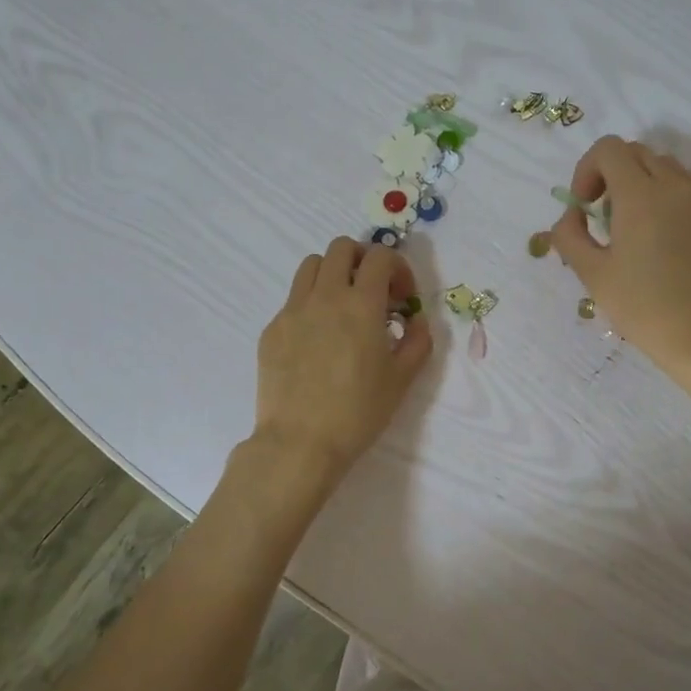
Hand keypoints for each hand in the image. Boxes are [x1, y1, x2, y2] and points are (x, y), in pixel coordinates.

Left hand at [252, 236, 431, 486]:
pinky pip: (293, 299)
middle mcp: (325, 296)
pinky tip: (318, 340)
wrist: (301, 442)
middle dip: (363, 260)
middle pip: (341, 248)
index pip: (380, 256)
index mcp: (361, 304)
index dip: (398, 268)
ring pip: (311, 265)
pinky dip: (311, 304)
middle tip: (373, 291)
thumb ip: (418, 340)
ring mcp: (293, 310)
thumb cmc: (358, 412)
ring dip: (333, 274)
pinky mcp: (272, 329)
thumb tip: (414, 320)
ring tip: (343, 306)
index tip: (403, 298)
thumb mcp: (403, 379)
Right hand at [547, 136, 690, 385]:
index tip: (585, 206)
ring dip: (641, 182)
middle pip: (636, 153)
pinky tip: (663, 236)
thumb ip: (569, 235)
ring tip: (634, 227)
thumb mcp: (592, 274)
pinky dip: (668, 195)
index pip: (608, 149)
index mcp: (641, 195)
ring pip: (665, 166)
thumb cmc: (643, 308)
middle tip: (604, 216)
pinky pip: (688, 186)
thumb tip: (572, 215)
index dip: (587, 170)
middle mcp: (676, 184)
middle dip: (612, 174)